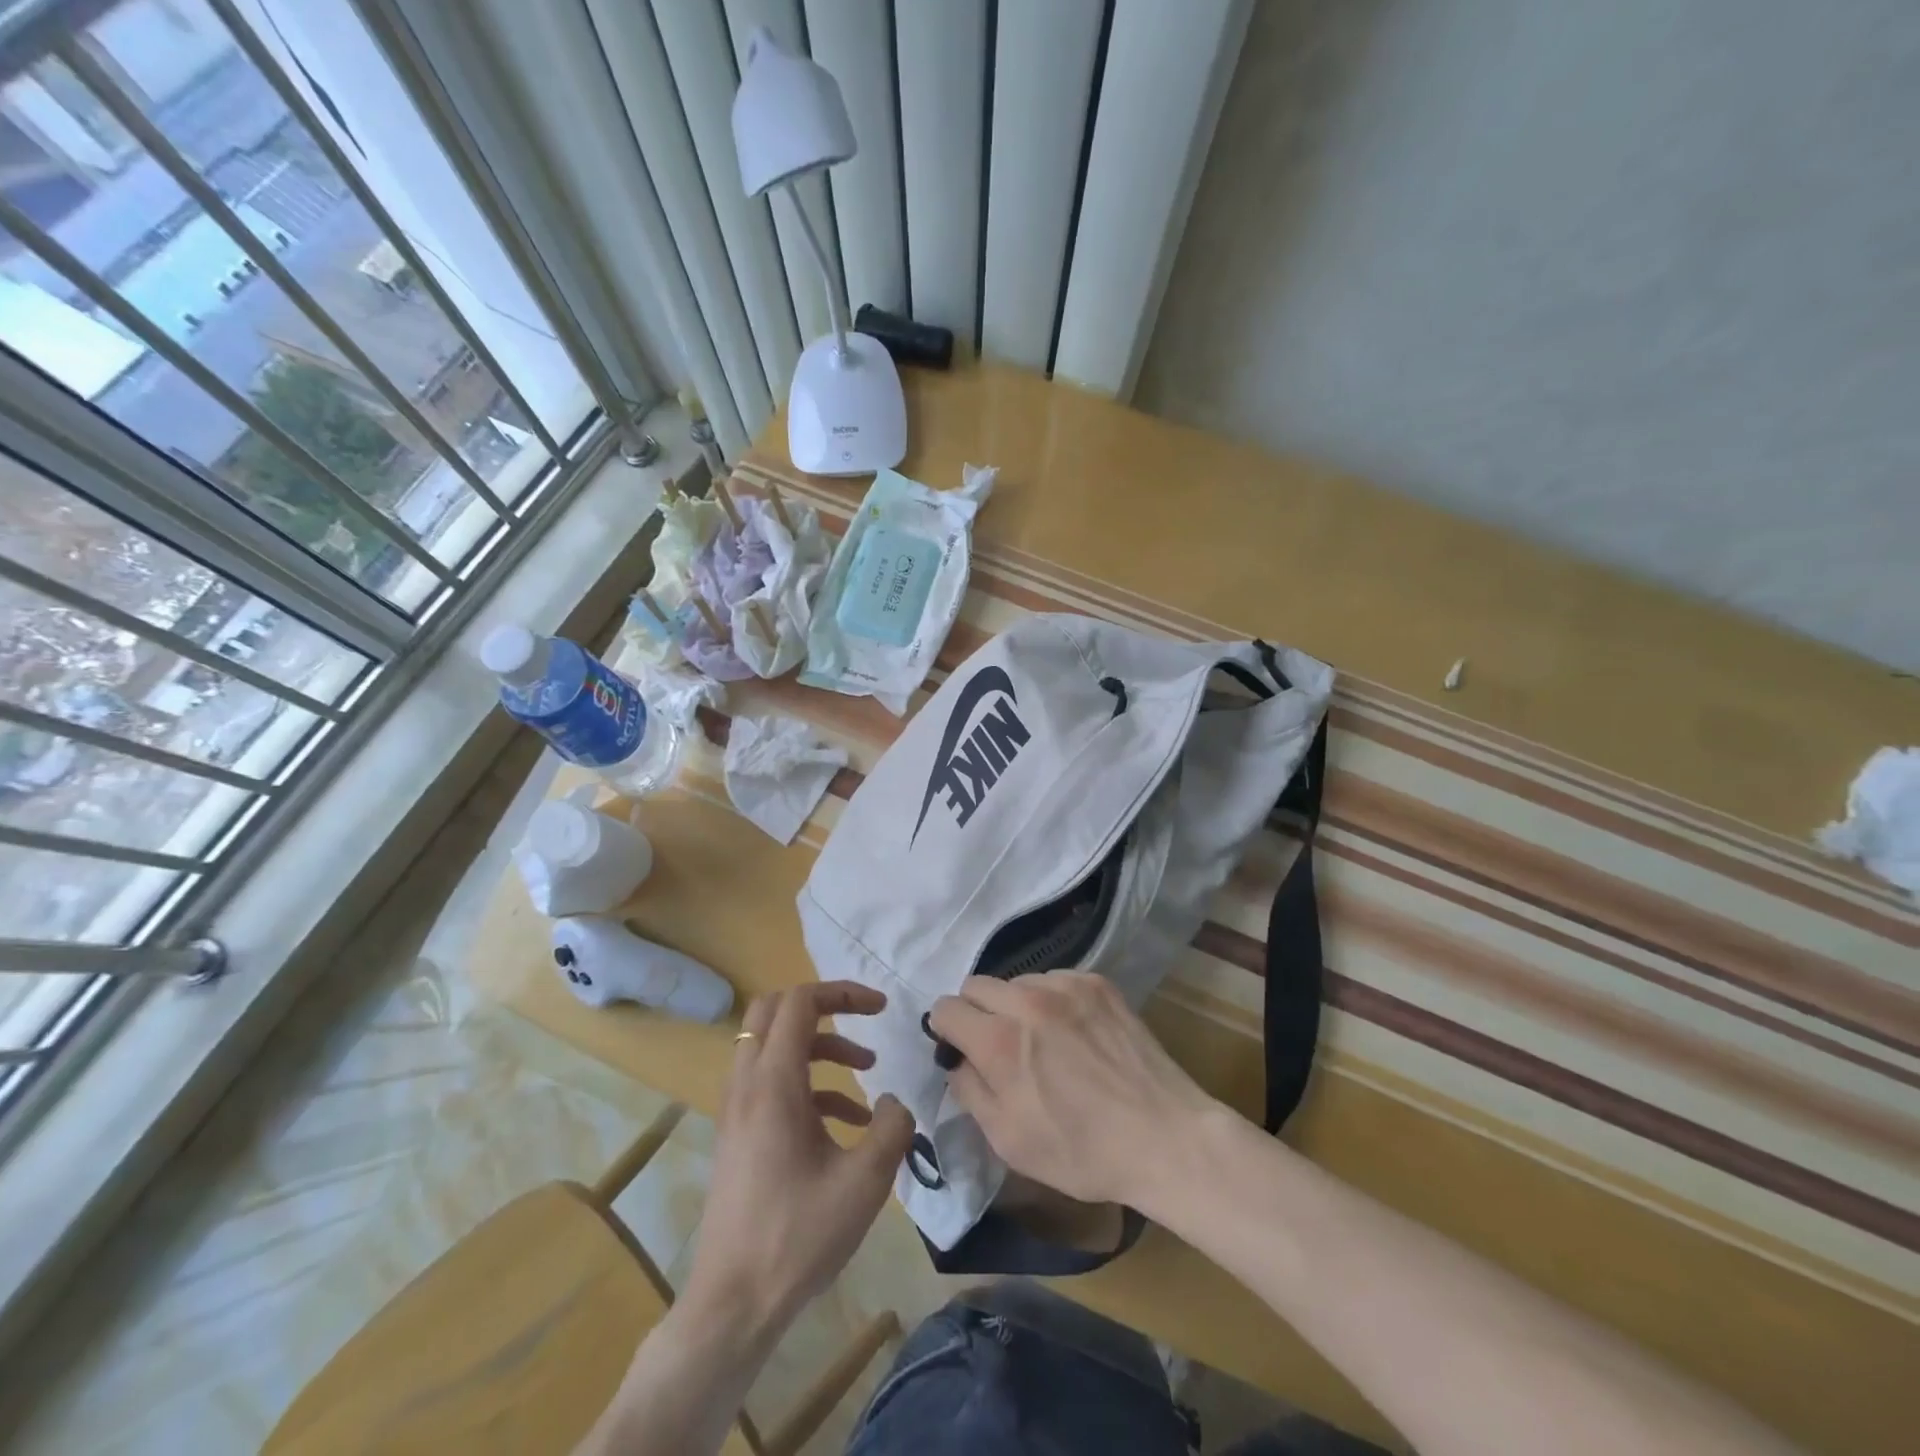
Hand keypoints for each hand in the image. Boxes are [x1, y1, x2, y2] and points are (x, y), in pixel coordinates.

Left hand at [685, 981, 913, 1336]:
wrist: (733, 1303)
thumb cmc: (798, 1236)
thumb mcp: (865, 1181)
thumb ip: (893, 1127)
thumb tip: (893, 1102)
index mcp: (773, 1083)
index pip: (800, 1001)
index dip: (843, 992)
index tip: (882, 1008)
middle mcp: (747, 1084)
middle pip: (774, 1010)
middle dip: (824, 1007)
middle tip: (864, 1022)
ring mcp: (737, 1109)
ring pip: (773, 1046)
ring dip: (821, 1046)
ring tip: (866, 1071)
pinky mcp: (739, 1134)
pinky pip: (772, 1083)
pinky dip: (809, 1083)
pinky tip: (847, 1122)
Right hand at [927, 971, 1218, 1209]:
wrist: (1164, 1137)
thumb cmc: (1082, 1151)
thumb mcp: (1009, 1141)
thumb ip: (970, 1091)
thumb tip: (957, 1060)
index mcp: (999, 1042)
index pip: (946, 1008)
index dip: (946, 1030)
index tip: (959, 1049)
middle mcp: (1027, 1001)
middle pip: (976, 985)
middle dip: (976, 1012)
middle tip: (997, 1046)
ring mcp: (1066, 986)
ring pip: (1016, 981)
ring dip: (1015, 1005)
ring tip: (1042, 1040)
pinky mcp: (1097, 983)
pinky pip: (1054, 980)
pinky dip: (1051, 1000)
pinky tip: (1072, 1032)